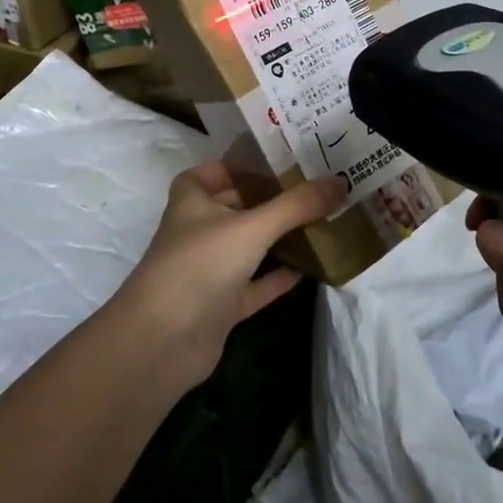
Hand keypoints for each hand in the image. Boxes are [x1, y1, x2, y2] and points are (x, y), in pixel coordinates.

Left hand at [116, 161, 343, 389]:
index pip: (211, 172)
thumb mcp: (252, 227)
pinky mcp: (219, 306)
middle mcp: (197, 232)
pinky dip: (277, 278)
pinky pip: (254, 286)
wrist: (163, 341)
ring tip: (318, 224)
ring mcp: (208, 271)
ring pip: (247, 248)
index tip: (276, 161)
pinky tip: (308, 270)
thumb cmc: (201, 264)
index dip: (238, 165)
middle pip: (234, 208)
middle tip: (313, 189)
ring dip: (276, 239)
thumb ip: (296, 205)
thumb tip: (339, 182)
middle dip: (268, 200)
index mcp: (192, 202)